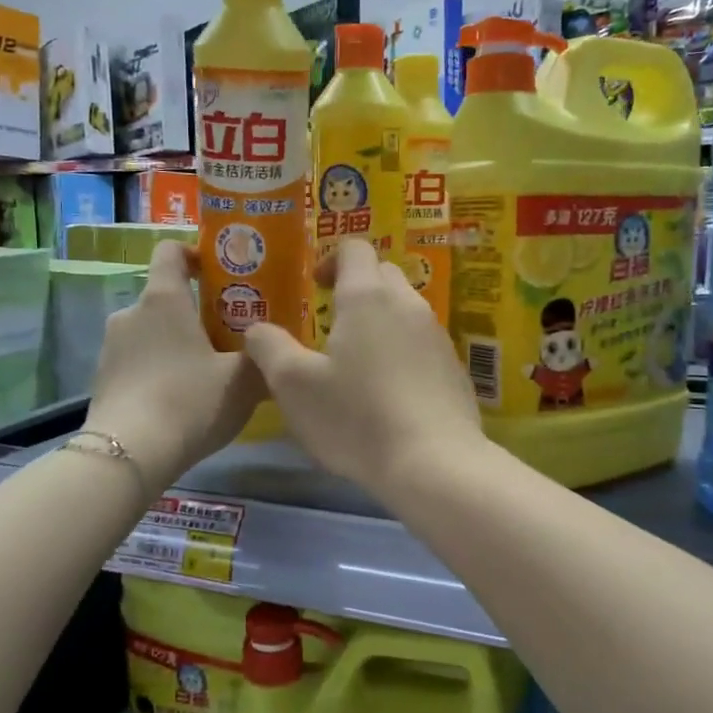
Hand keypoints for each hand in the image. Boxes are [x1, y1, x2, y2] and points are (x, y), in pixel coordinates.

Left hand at [87, 242, 264, 488]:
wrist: (129, 454)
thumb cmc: (189, 401)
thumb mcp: (242, 381)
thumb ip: (260, 358)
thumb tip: (272, 350)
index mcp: (164, 298)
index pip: (171, 251)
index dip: (195, 253)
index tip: (219, 272)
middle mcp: (131, 313)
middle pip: (165, 297)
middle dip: (195, 312)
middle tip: (228, 336)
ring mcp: (111, 347)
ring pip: (152, 333)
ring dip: (177, 344)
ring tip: (206, 374)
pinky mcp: (103, 380)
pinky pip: (138, 362)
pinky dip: (158, 371)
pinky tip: (180, 401)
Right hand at [245, 240, 483, 495]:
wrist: (434, 463)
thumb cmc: (356, 418)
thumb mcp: (293, 386)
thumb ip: (268, 347)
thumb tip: (258, 328)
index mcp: (367, 296)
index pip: (354, 249)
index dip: (330, 260)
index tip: (314, 287)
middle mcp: (408, 304)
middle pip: (383, 274)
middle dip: (356, 287)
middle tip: (331, 322)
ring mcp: (437, 336)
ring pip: (405, 310)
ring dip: (381, 321)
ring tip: (358, 360)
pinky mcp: (455, 368)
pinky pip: (423, 343)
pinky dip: (403, 352)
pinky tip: (389, 391)